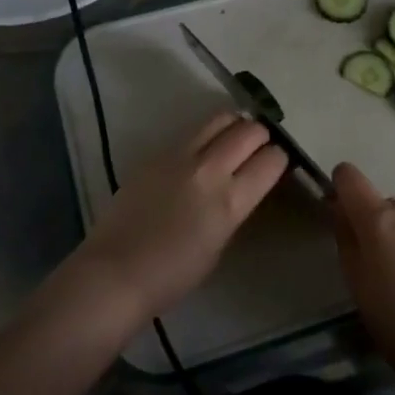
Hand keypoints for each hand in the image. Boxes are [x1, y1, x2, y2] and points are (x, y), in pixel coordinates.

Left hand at [66, 112, 287, 323]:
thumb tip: (243, 185)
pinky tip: (201, 152)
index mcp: (230, 201)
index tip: (277, 163)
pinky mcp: (156, 153)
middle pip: (250, 130)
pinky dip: (205, 136)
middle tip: (259, 147)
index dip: (280, 158)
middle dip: (261, 136)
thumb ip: (235, 207)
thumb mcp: (220, 242)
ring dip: (235, 126)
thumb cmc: (173, 275)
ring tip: (233, 139)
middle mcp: (209, 170)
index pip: (271, 160)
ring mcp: (180, 157)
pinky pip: (191, 133)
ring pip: (221, 119)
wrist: (115, 273)